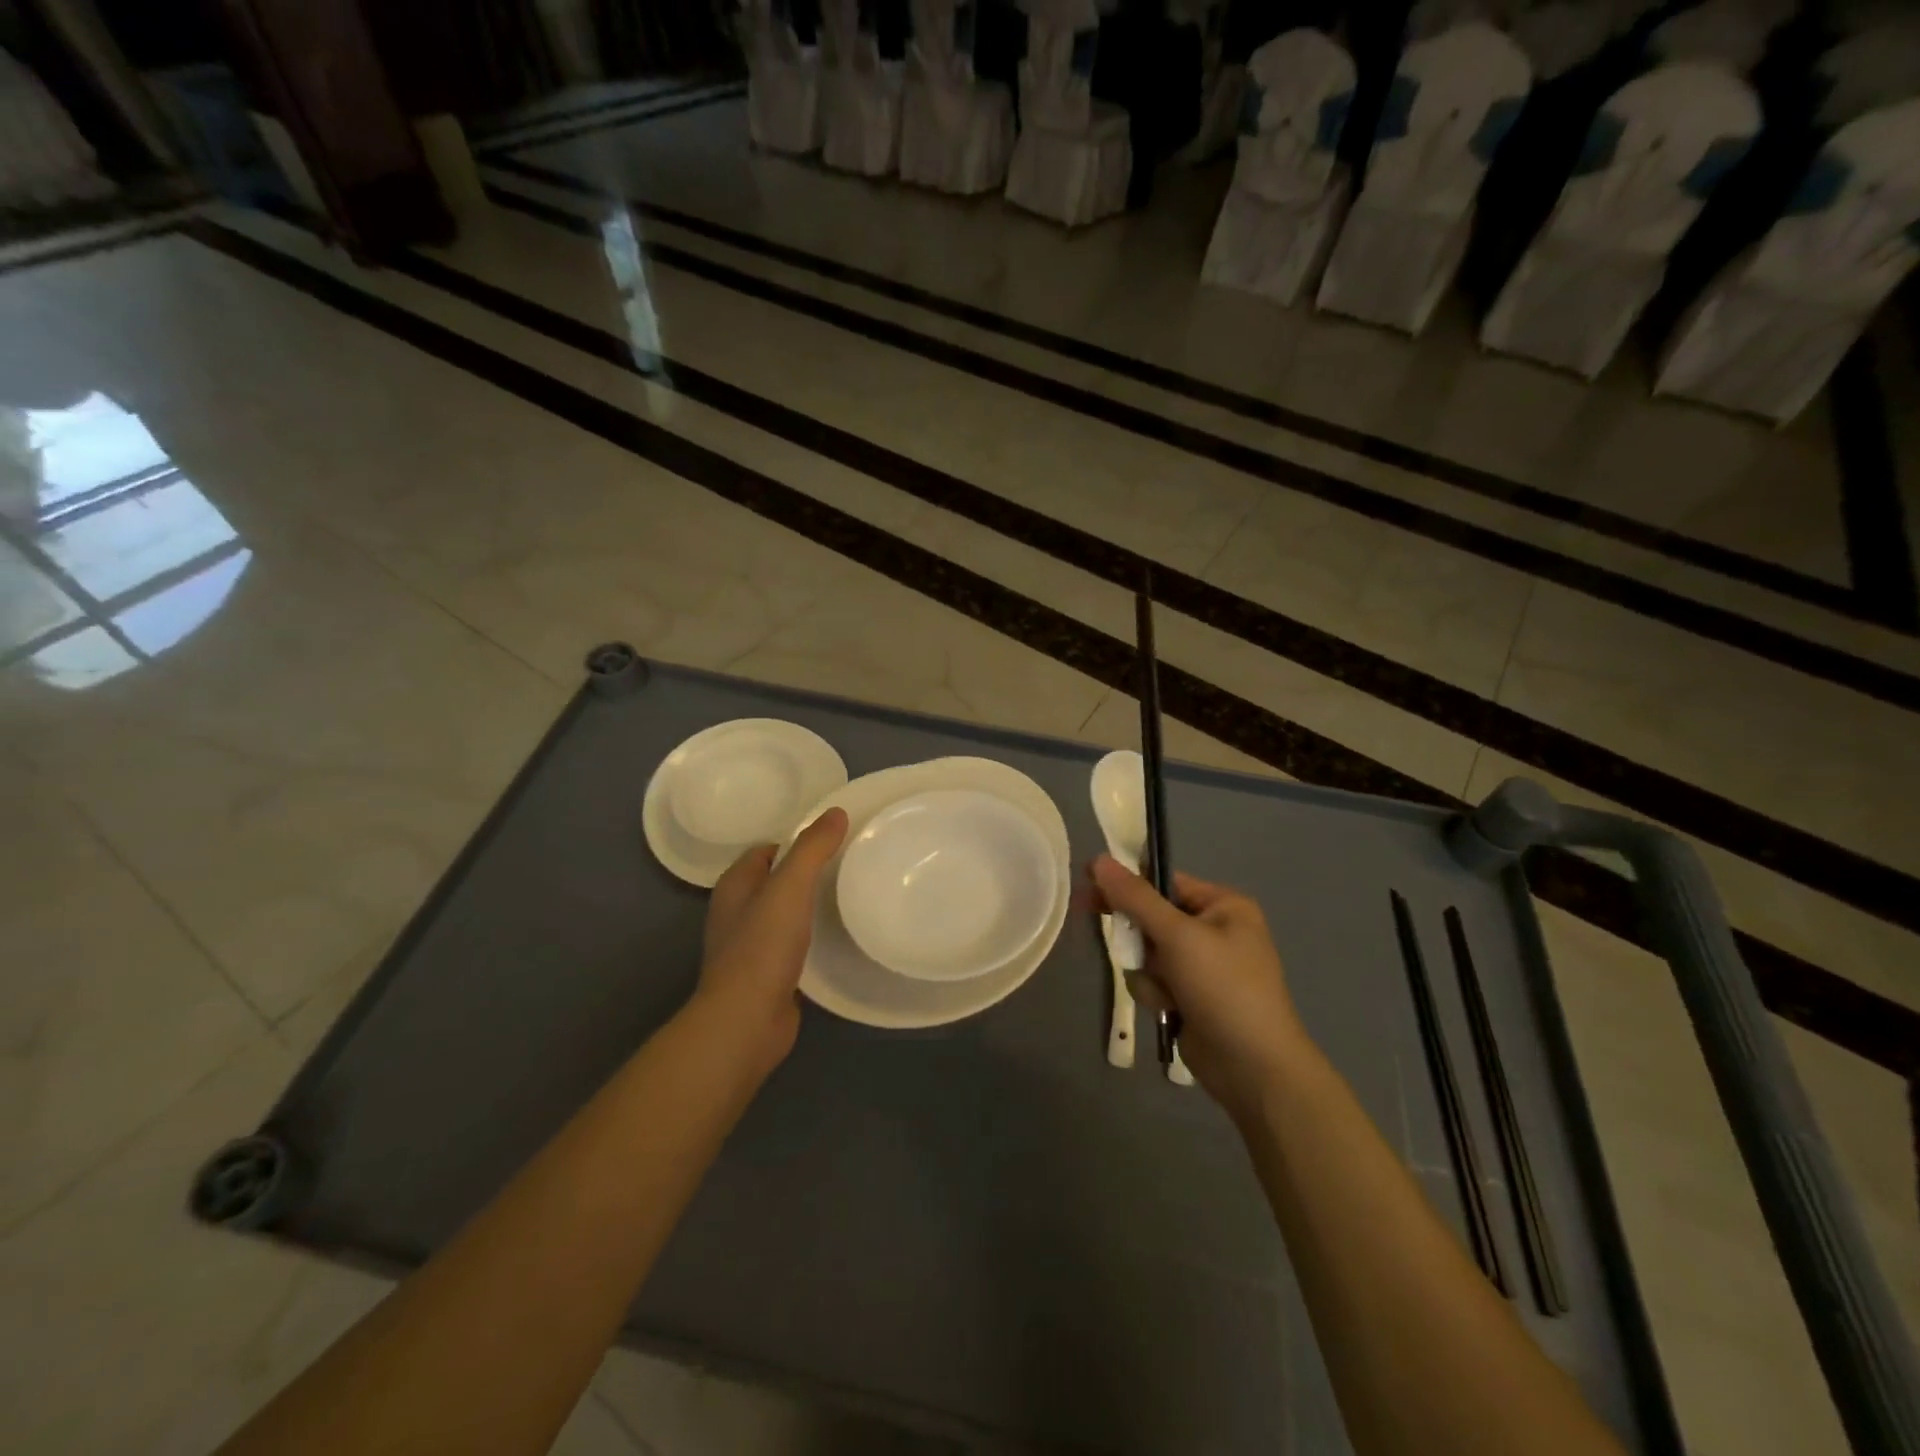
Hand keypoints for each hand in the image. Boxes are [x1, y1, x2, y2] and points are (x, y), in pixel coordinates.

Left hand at [695, 808, 848, 1079]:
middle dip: (805, 872)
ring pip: (784, 913)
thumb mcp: (790, 888)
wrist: (746, 1022)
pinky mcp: (766, 975)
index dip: (796, 841)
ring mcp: (750, 946)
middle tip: (847, 865)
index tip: (833, 840)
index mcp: (735, 886)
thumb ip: (812, 849)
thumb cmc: (763, 948)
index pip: (766, 850)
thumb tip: (836, 812)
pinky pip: (792, 944)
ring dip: (809, 906)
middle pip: (775, 881)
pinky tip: (837, 938)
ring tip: (848, 896)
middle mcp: (737, 912)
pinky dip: (811, 937)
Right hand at [1091, 856, 1311, 1121]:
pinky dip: (1156, 994)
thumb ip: (1135, 898)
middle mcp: (1215, 930)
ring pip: (1148, 953)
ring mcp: (1203, 966)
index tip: (1089, 883)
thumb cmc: (1223, 988)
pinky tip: (1172, 1012)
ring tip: (1168, 993)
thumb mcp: (1178, 936)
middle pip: (1152, 918)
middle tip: (1115, 942)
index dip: (1126, 883)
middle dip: (1140, 939)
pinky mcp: (1191, 996)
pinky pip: (1155, 980)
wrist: (1254, 1068)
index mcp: (1223, 905)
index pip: (1164, 881)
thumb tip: (1099, 859)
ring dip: (1148, 972)